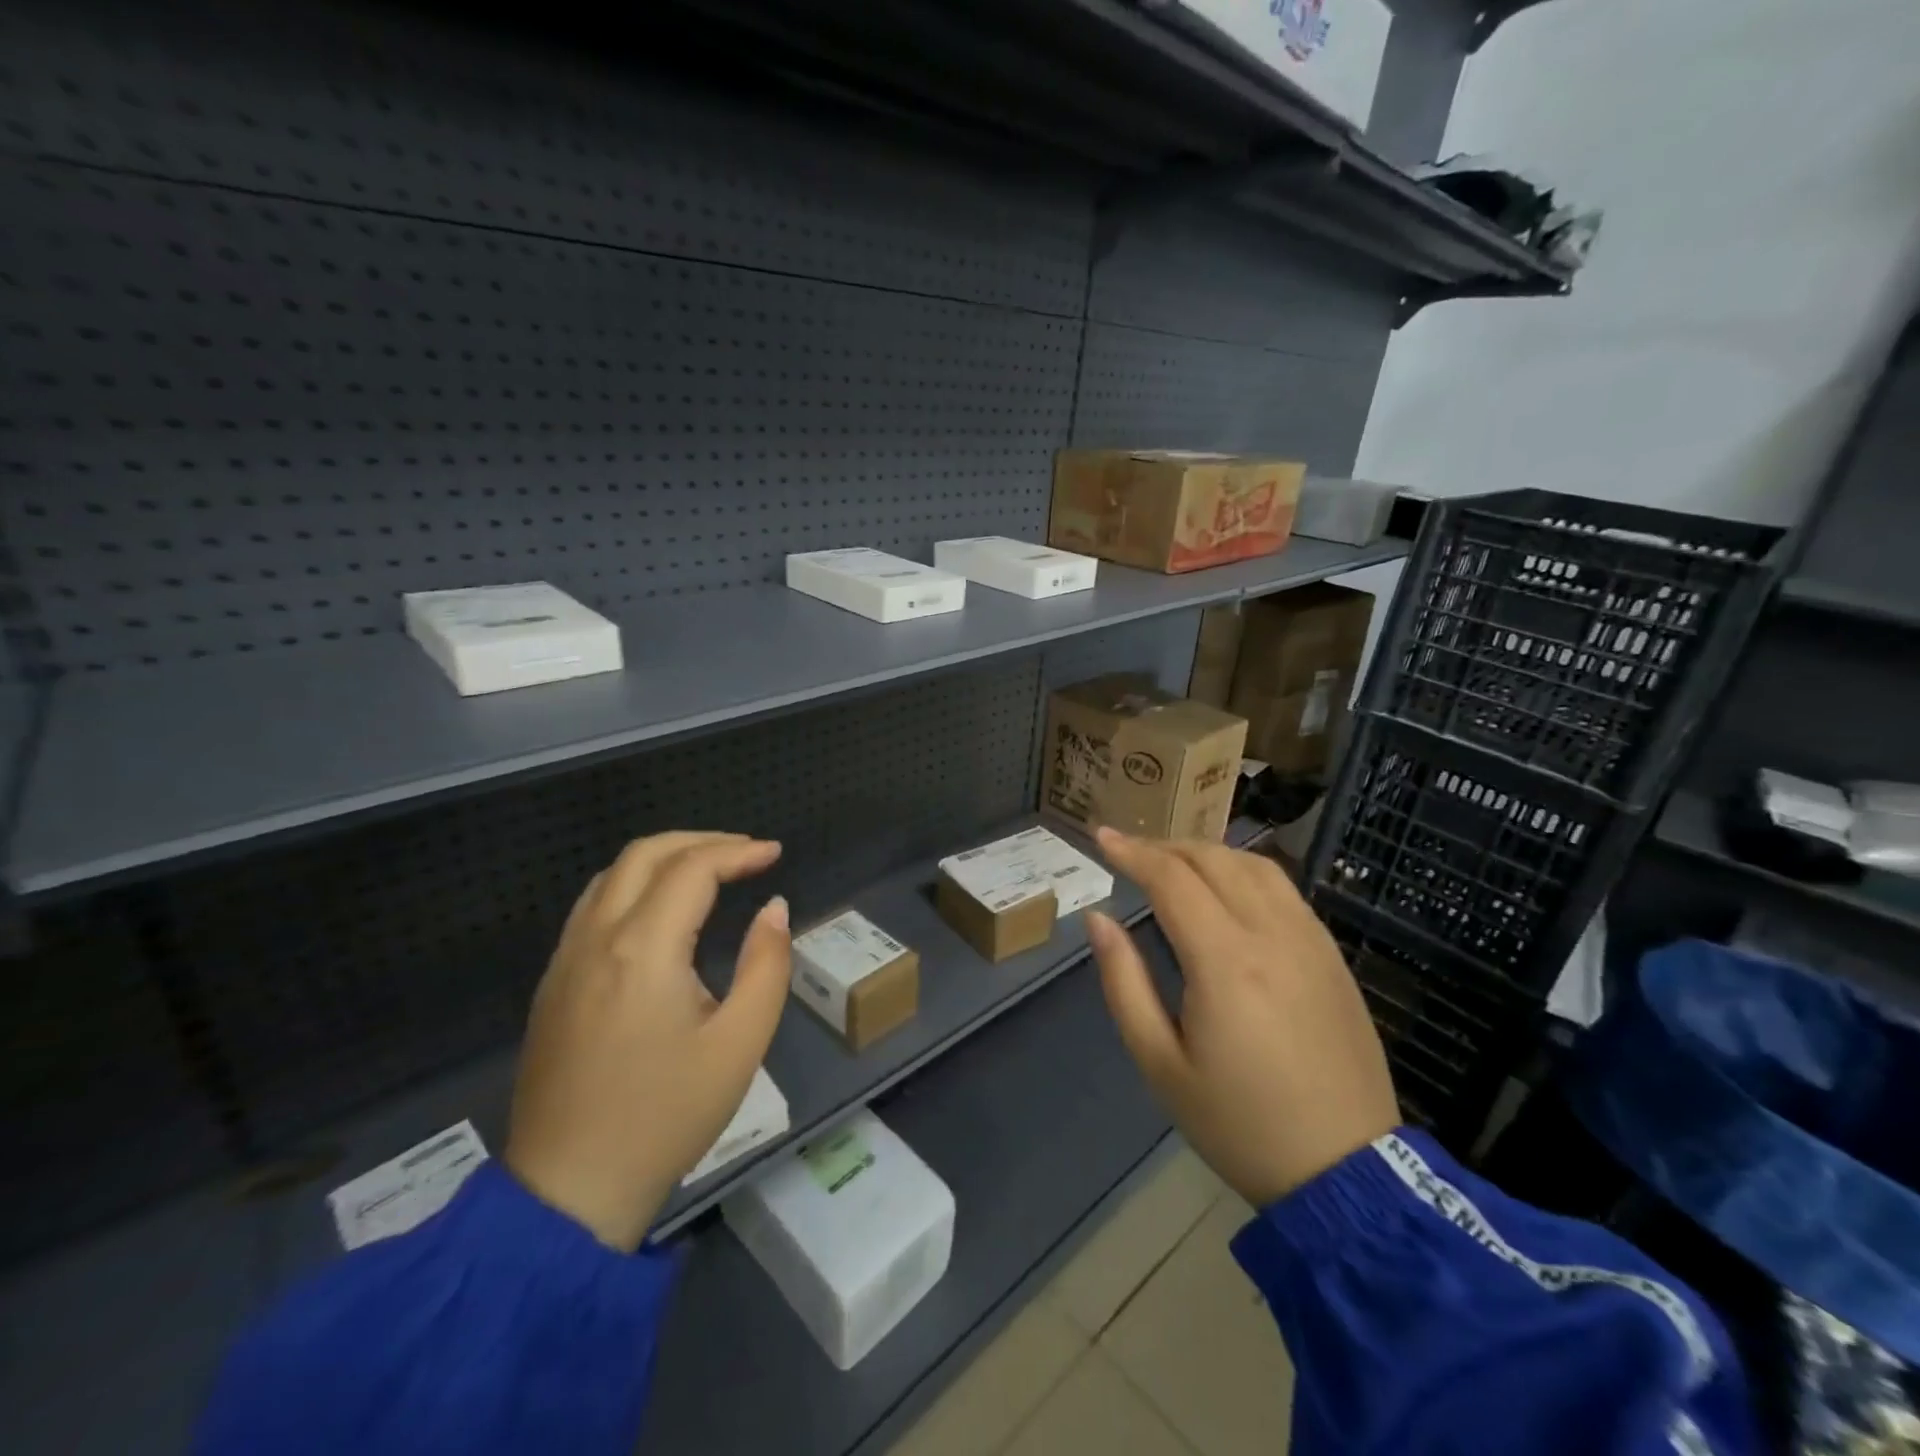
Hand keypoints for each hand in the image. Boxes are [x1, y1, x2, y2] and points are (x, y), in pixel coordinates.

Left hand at [505, 832, 791, 1251]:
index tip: (774, 855)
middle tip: (746, 853)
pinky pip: (593, 906)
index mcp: (643, 950)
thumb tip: (773, 907)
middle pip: (644, 854)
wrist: (569, 1190)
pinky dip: (634, 885)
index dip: (739, 852)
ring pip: (612, 875)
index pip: (693, 869)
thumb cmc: (666, 1117)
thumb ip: (766, 964)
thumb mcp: (740, 1043)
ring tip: (710, 871)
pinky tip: (661, 910)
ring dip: (664, 858)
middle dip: (701, 841)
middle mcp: (597, 939)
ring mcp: (565, 959)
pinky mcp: (552, 983)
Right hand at [1085, 828, 1397, 1207]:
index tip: (1101, 836)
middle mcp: (1272, 934)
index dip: (1132, 851)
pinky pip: (1284, 890)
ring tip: (1174, 864)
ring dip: (1207, 852)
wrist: (1345, 1173)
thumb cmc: (1238, 1123)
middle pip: (1213, 859)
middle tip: (1130, 853)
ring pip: (1254, 865)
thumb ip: (1124, 982)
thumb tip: (1099, 920)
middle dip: (1165, 846)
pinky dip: (1245, 872)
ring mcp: (1310, 941)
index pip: (1171, 879)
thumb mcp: (1160, 1063)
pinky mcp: (1332, 956)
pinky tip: (1228, 891)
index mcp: (1225, 961)